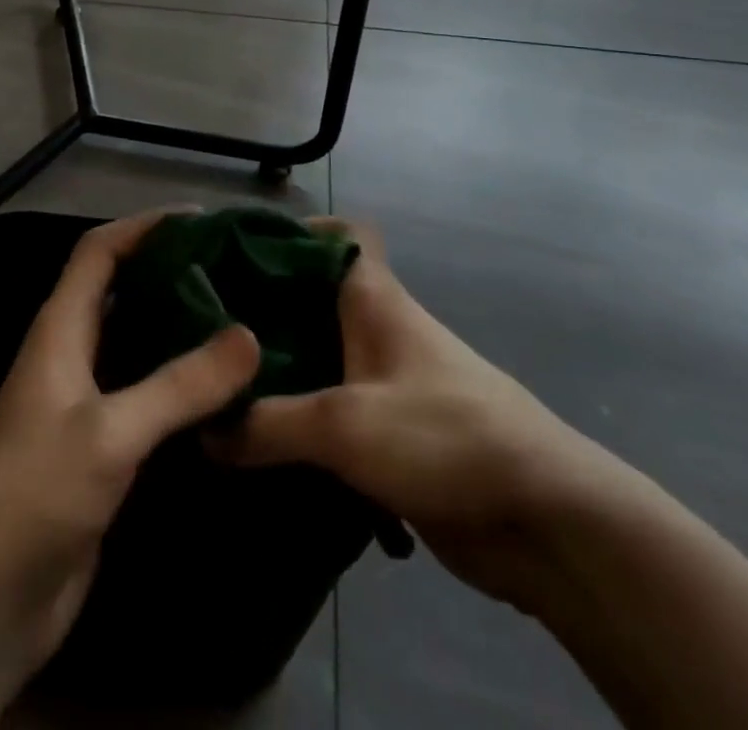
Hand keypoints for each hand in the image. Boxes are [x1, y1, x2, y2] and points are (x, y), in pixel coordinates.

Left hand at [0, 208, 261, 698]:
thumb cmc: (36, 495)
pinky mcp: (101, 441)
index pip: (99, 251)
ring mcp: (84, 398)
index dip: (144, 226)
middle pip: (122, 289)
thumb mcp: (111, 433)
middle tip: (233, 266)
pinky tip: (223, 385)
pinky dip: (180, 378)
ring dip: (179, 324)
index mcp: (60, 329)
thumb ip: (180, 385)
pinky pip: (145, 390)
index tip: (201, 219)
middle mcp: (71, 352)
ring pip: (137, 340)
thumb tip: (249, 336)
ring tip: (239, 314)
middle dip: (170, 270)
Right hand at [217, 220, 623, 612]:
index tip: (238, 249)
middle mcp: (380, 330)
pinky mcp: (393, 437)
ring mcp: (388, 384)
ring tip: (216, 388)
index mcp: (375, 299)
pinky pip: (332, 416)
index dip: (296, 231)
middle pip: (316, 300)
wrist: (544, 517)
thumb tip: (206, 429)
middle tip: (204, 328)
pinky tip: (257, 447)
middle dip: (266, 310)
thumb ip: (269, 424)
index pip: (342, 235)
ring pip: (321, 361)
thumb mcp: (344, 425)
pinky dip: (299, 424)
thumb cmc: (443, 436)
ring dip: (279, 373)